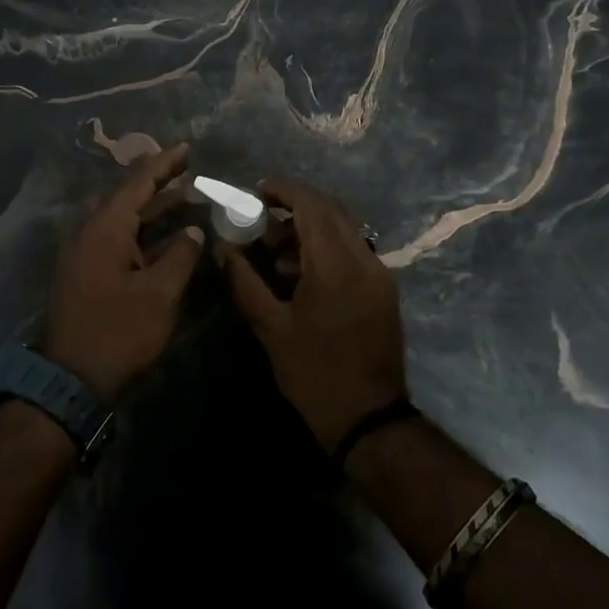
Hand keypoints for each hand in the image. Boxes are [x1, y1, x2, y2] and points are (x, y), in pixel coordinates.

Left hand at [42, 144, 205, 401]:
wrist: (70, 379)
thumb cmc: (118, 331)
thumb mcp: (160, 293)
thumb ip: (181, 255)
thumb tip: (193, 229)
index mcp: (106, 227)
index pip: (138, 182)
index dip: (164, 164)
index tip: (187, 148)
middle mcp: (91, 231)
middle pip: (128, 196)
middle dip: (159, 183)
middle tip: (190, 170)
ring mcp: (86, 252)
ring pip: (123, 218)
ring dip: (153, 208)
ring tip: (186, 196)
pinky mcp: (87, 272)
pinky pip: (118, 238)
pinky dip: (143, 231)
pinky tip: (167, 235)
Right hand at [216, 178, 407, 450]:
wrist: (369, 418)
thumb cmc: (314, 374)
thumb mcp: (271, 328)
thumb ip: (244, 281)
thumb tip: (223, 249)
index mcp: (336, 265)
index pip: (312, 205)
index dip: (284, 190)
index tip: (257, 191)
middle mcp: (364, 259)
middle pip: (332, 210)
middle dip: (296, 206)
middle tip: (262, 220)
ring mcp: (379, 273)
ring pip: (345, 229)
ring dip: (310, 228)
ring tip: (275, 254)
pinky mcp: (384, 289)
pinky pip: (354, 250)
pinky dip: (327, 247)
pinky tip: (301, 274)